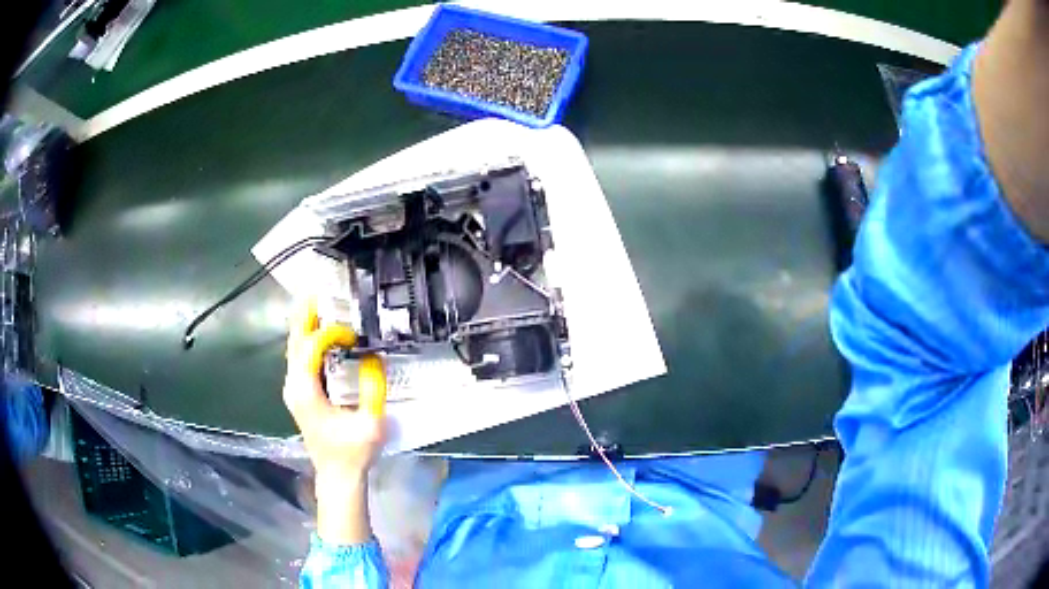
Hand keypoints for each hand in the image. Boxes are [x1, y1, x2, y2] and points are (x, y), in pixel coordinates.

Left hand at [282, 299, 385, 543]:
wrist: (337, 475)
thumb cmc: (353, 452)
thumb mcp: (370, 423)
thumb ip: (373, 389)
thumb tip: (374, 358)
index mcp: (306, 391)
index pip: (310, 347)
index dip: (329, 334)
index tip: (352, 335)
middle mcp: (294, 386)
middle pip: (295, 341)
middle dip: (307, 316)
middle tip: (319, 292)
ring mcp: (294, 389)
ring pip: (294, 348)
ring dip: (306, 326)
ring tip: (320, 304)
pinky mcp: (300, 393)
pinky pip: (300, 358)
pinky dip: (308, 340)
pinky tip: (320, 332)